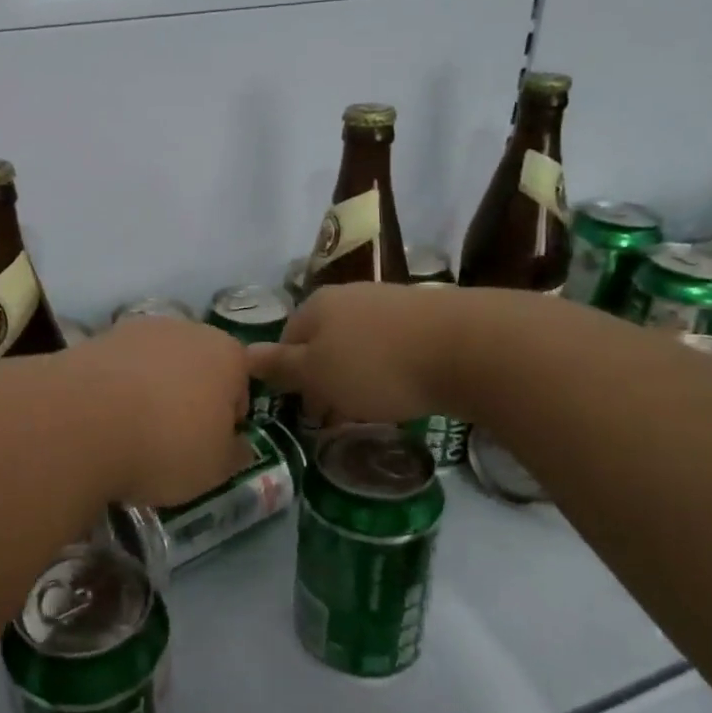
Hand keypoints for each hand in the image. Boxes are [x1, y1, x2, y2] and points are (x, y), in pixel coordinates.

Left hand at [55, 316, 253, 506]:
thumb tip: (238, 445)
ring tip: (131, 432)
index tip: (209, 447)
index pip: (240, 385)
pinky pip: (117, 369)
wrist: (83, 422)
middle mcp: (185, 329)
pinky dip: (115, 389)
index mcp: (226, 354)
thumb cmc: (167, 445)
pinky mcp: (95, 339)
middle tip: (172, 440)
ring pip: (154, 364)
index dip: (228, 419)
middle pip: (195, 367)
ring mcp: (136, 329)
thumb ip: (234, 454)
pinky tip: (102, 420)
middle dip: (188, 398)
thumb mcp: (215, 469)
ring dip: (149, 390)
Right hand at [249, 283, 459, 425]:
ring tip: (371, 409)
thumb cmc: (377, 365)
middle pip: (324, 340)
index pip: (287, 339)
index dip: (289, 376)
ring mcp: (390, 302)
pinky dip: (390, 370)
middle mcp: (350, 296)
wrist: (467, 347)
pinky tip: (404, 391)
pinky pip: (393, 347)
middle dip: (325, 377)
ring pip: (359, 344)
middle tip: (335, 416)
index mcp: (317, 306)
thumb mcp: (317, 373)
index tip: (304, 410)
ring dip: (357, 375)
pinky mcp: (427, 316)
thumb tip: (244, 355)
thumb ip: (281, 366)